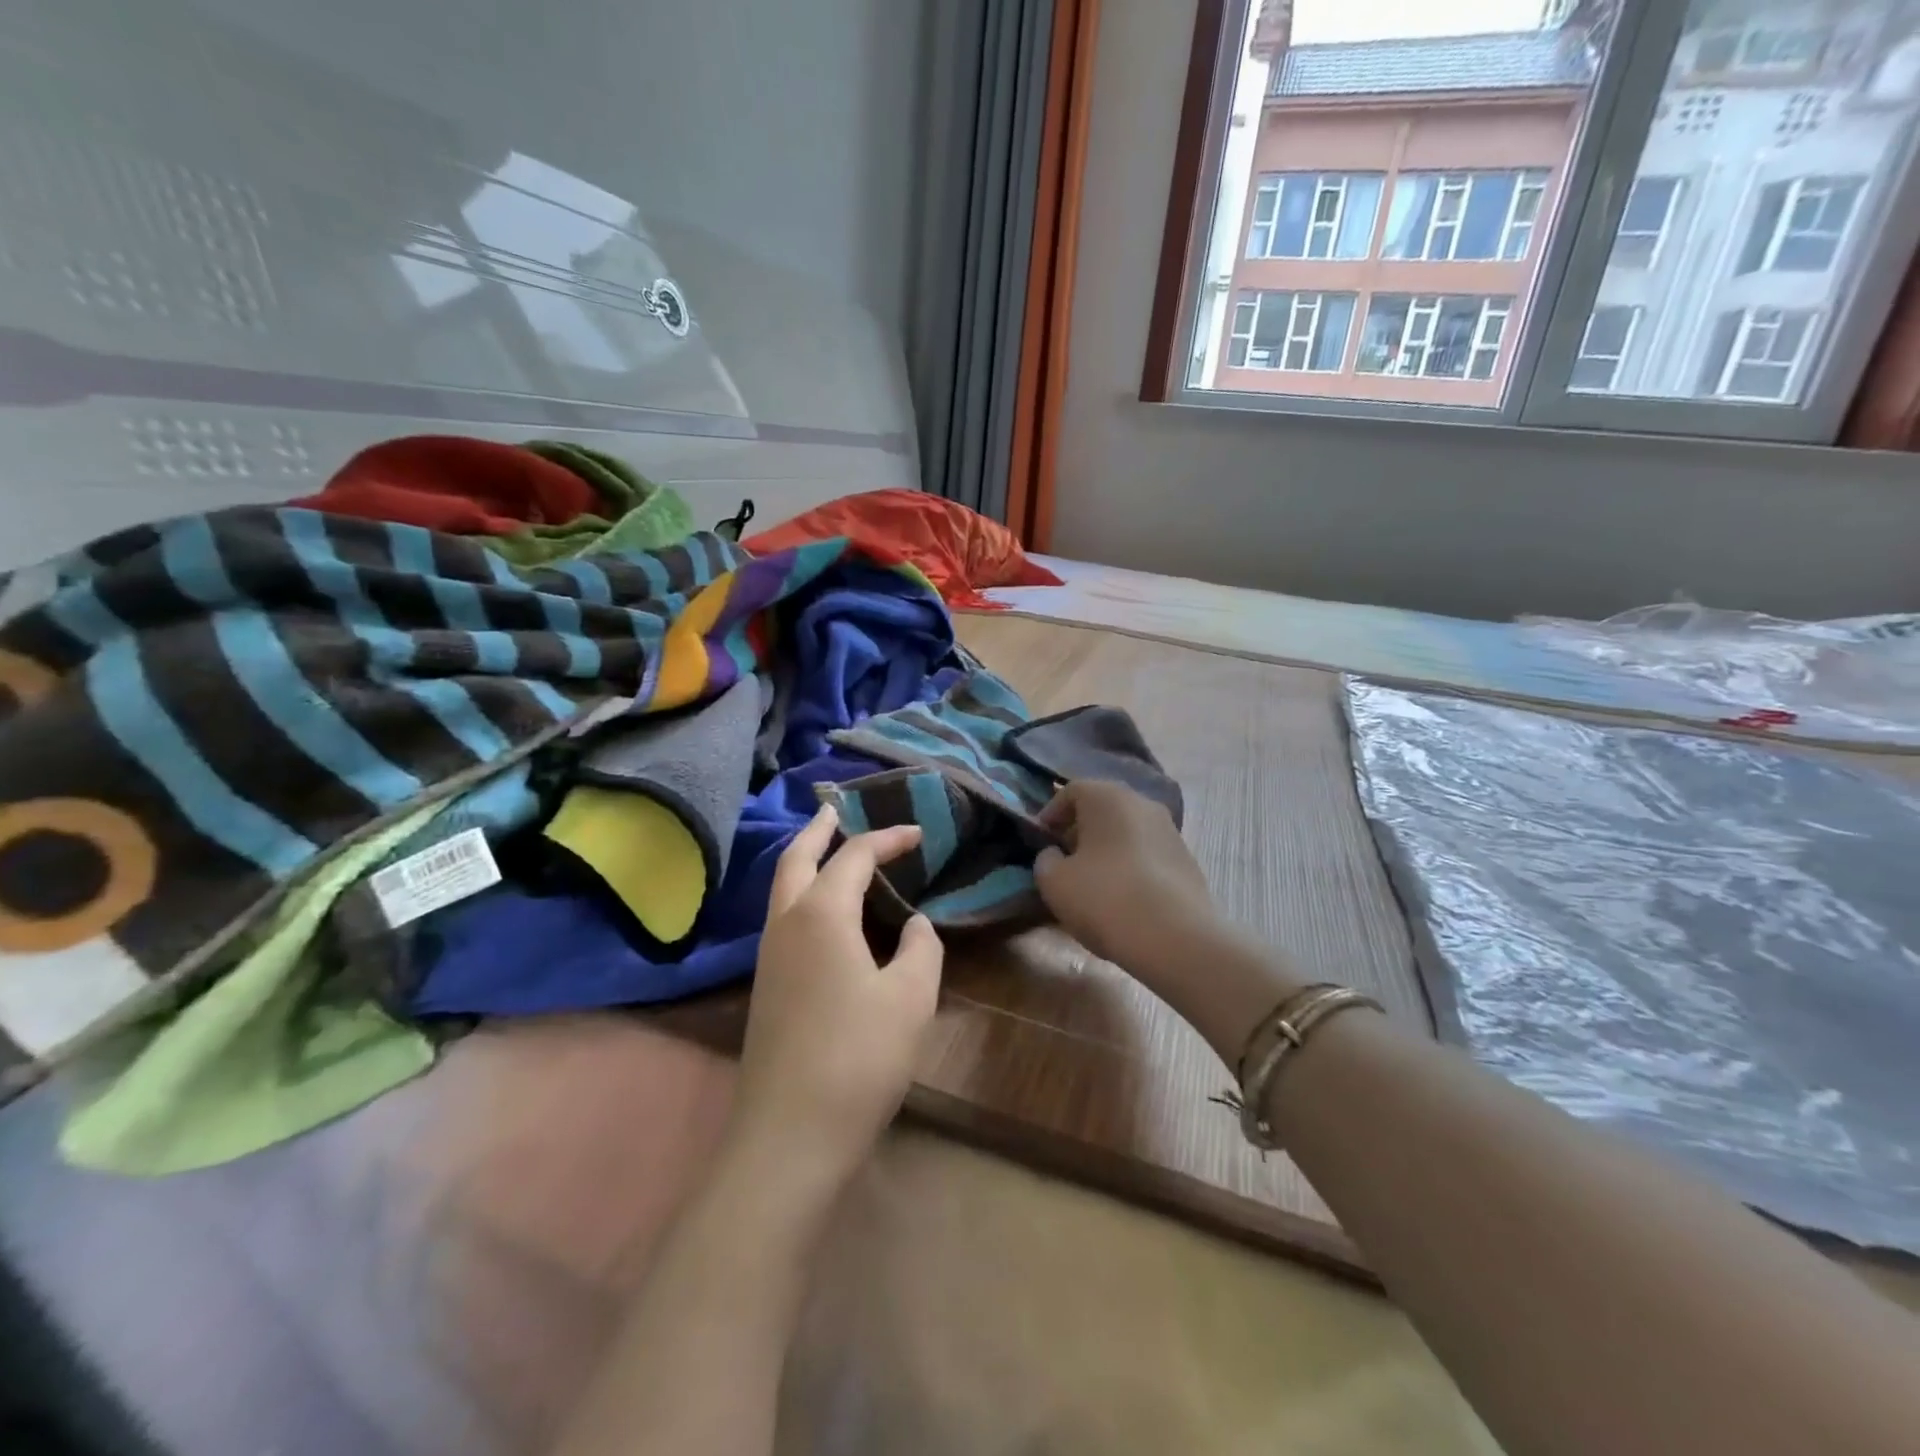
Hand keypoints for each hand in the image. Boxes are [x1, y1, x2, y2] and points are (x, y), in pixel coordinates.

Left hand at [727, 806, 944, 1201]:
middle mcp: (786, 923)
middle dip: (819, 829)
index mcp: (821, 914)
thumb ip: (921, 949)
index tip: (918, 832)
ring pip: (782, 888)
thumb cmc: (859, 1057)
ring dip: (806, 861)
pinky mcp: (766, 986)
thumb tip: (915, 925)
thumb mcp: (910, 997)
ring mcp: (768, 956)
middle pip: (796, 857)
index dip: (887, 838)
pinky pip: (783, 918)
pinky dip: (803, 895)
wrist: (789, 1134)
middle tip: (838, 810)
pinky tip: (828, 916)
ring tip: (834, 853)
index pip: (854, 856)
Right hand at [1034, 780, 1217, 971]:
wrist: (1176, 939)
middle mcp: (1142, 803)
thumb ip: (1045, 860)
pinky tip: (1123, 899)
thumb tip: (1056, 855)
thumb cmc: (1104, 898)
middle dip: (1080, 832)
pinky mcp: (1188, 861)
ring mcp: (1170, 831)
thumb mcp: (1053, 881)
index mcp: (1107, 797)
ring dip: (1107, 850)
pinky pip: (1148, 855)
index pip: (1071, 791)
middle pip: (1102, 809)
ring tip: (1093, 884)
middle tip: (1064, 861)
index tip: (1041, 841)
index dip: (1050, 814)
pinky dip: (1131, 867)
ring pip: (1127, 832)